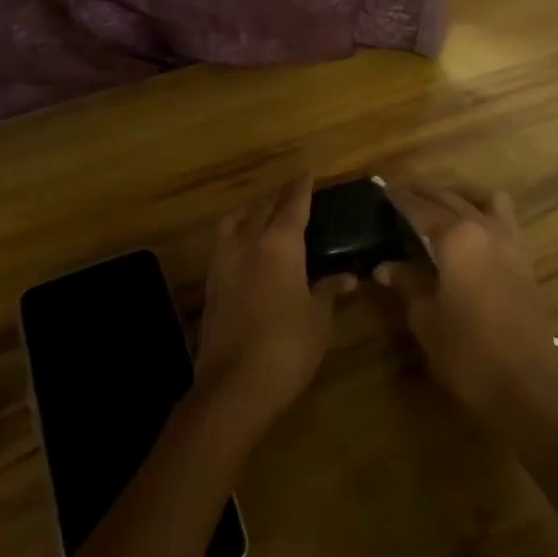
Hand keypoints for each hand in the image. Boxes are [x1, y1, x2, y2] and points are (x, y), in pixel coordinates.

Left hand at [194, 175, 351, 434]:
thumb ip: (328, 291)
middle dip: (279, 200)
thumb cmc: (288, 345)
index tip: (307, 172)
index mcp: (280, 243)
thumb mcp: (318, 318)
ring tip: (264, 220)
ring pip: (236, 222)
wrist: (234, 384)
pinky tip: (247, 252)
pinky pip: (224, 245)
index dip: (302, 187)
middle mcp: (248, 242)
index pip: (294, 204)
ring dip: (251, 215)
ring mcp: (224, 262)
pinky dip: (237, 238)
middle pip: (263, 209)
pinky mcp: (210, 284)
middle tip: (293, 198)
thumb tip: (347, 277)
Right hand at [377, 183, 557, 419]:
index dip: (399, 198)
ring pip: (485, 199)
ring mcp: (510, 242)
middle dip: (424, 192)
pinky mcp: (525, 261)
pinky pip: (504, 220)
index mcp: (456, 237)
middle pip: (450, 197)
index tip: (382, 189)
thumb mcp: (425, 317)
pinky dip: (484, 213)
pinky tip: (470, 233)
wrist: (525, 384)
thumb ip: (407, 283)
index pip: (420, 208)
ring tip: (441, 205)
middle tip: (402, 193)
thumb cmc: (466, 351)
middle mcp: (484, 228)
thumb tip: (385, 267)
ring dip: (461, 195)